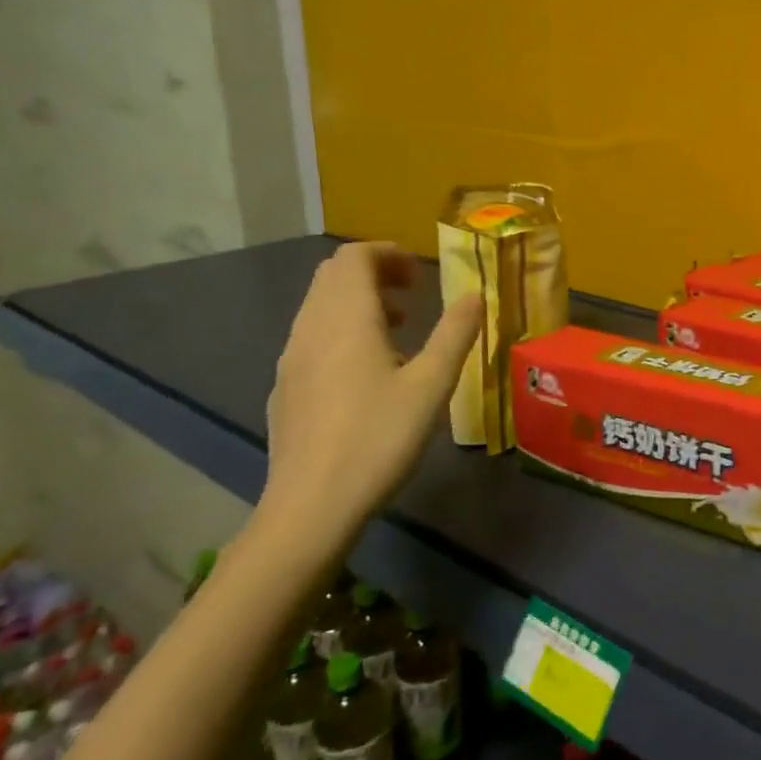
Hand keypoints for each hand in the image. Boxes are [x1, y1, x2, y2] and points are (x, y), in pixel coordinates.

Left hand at [257, 242, 482, 555]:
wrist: (312, 505)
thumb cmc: (379, 437)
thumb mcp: (432, 384)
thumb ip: (455, 333)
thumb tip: (475, 294)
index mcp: (346, 318)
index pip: (354, 257)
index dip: (388, 254)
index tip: (420, 274)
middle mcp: (311, 327)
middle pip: (333, 276)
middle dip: (374, 273)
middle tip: (413, 295)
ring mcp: (291, 359)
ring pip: (320, 307)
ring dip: (358, 303)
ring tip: (398, 331)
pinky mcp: (285, 388)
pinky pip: (312, 338)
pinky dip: (341, 332)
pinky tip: (368, 373)